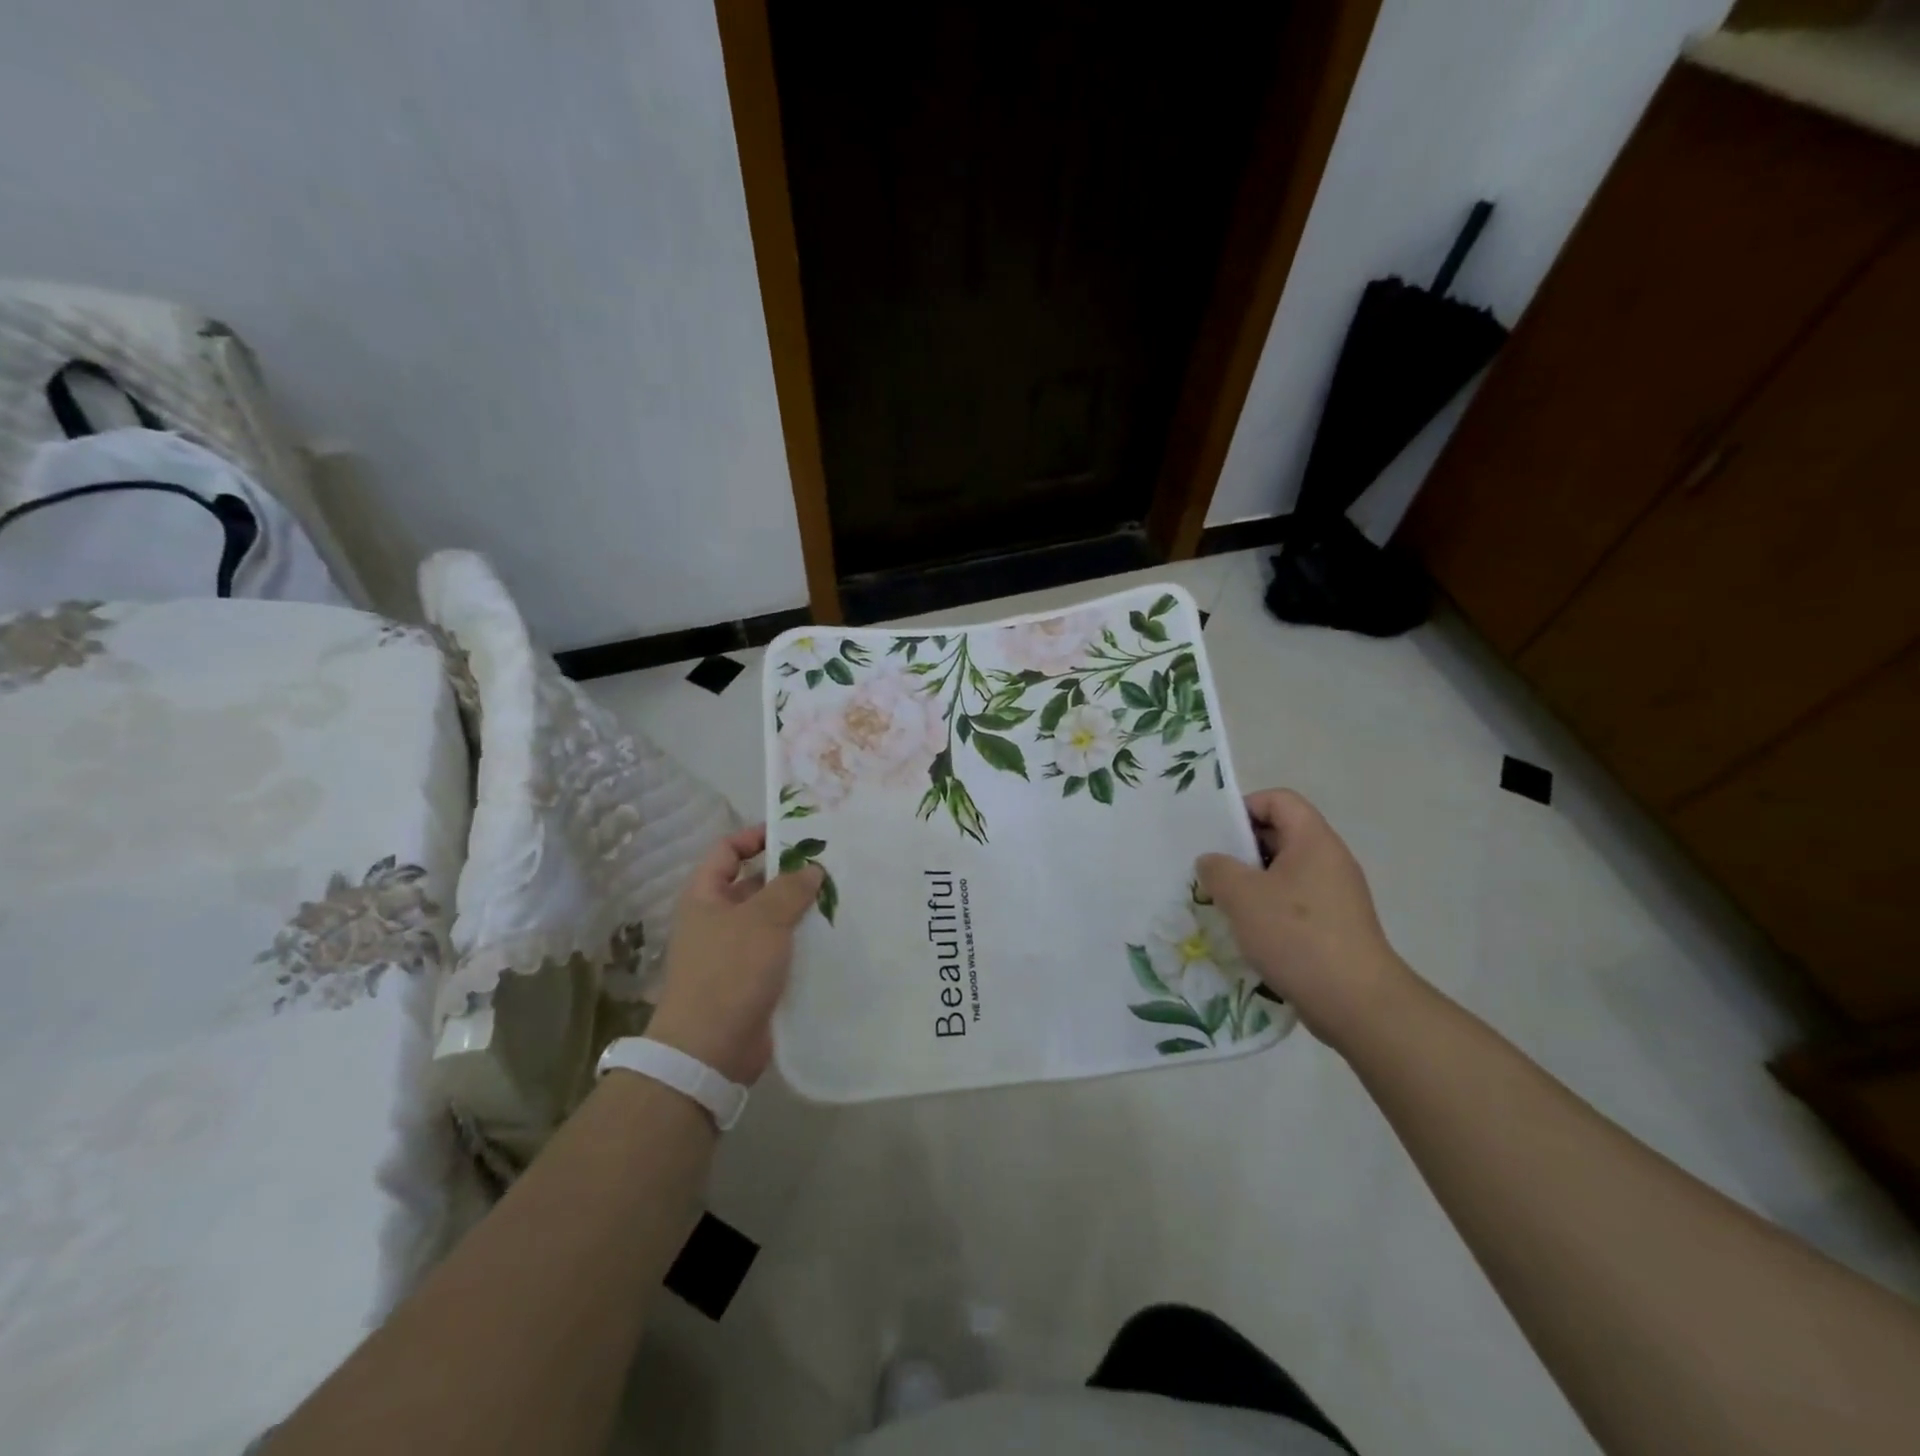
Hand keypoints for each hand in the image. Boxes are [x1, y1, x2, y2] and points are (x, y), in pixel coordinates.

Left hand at [646, 825, 821, 1084]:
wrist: (710, 1050)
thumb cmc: (729, 971)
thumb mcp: (762, 920)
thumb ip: (790, 889)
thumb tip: (812, 869)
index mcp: (705, 896)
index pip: (727, 850)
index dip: (756, 836)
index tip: (795, 834)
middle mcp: (717, 920)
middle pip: (754, 884)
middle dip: (790, 875)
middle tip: (832, 865)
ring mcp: (735, 952)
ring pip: (772, 920)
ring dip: (801, 910)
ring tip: (842, 897)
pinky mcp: (753, 981)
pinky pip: (781, 951)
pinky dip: (803, 943)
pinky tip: (835, 937)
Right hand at [1197, 789, 1415, 1050]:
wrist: (1357, 1003)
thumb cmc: (1297, 936)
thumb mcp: (1243, 896)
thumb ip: (1218, 869)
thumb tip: (1213, 862)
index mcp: (1314, 841)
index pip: (1279, 800)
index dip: (1245, 808)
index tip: (1218, 837)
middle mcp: (1330, 860)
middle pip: (1281, 835)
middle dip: (1242, 849)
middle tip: (1212, 872)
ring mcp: (1336, 895)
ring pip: (1285, 872)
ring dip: (1252, 883)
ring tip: (1224, 905)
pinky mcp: (1335, 927)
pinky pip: (1295, 902)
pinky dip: (1269, 910)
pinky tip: (1249, 933)